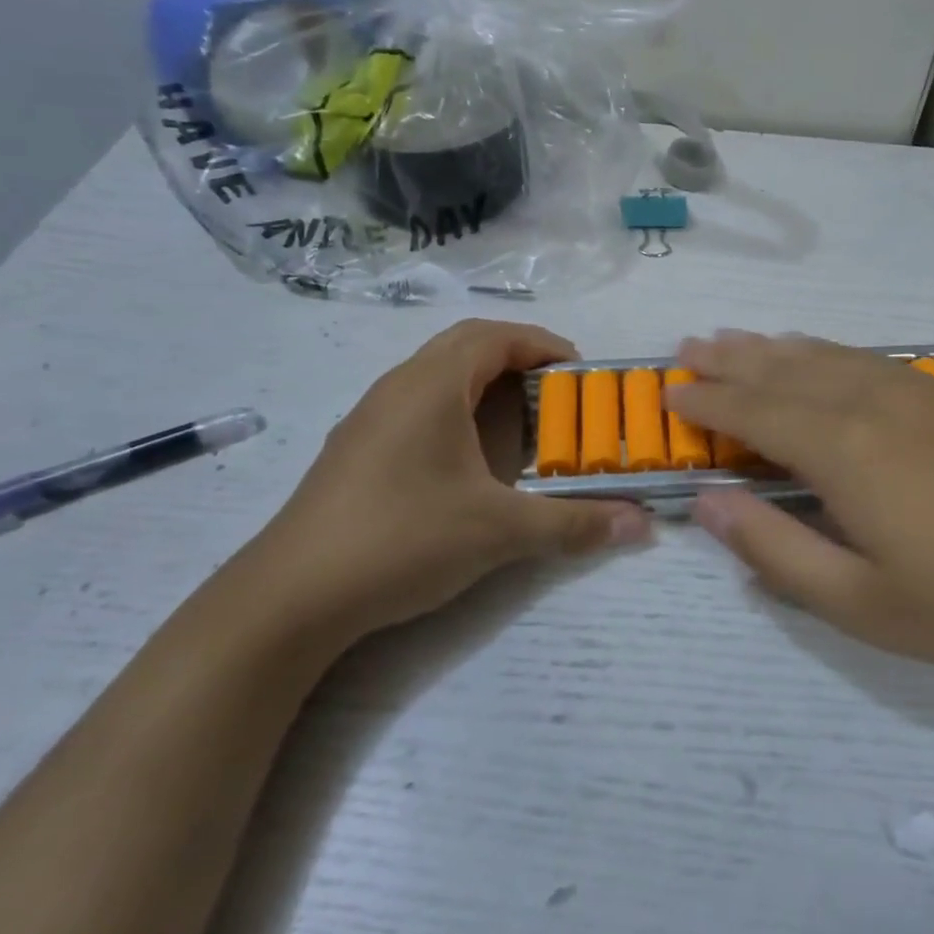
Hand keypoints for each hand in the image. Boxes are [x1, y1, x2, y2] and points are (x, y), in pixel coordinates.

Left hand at [231, 321, 649, 644]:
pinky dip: (453, 410)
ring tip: (518, 422)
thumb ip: (575, 524)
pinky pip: (415, 405)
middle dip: (515, 358)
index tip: (579, 372)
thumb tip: (642, 525)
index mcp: (432, 385)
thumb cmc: (403, 539)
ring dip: (481, 384)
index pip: (495, 336)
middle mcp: (398, 387)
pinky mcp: (355, 449)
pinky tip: (466, 459)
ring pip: (435, 375)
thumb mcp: (500, 532)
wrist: (291, 596)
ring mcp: (369, 417)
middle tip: (554, 392)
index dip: (542, 344)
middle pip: (464, 345)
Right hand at [667, 332, 933, 690]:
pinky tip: (818, 355)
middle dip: (730, 360)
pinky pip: (866, 360)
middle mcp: (871, 403)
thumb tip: (706, 503)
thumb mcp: (859, 603)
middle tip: (688, 348)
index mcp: (842, 450)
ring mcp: (915, 393)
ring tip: (736, 338)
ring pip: (825, 356)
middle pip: (783, 371)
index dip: (707, 401)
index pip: (754, 412)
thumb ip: (775, 548)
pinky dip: (826, 352)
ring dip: (773, 348)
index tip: (669, 392)